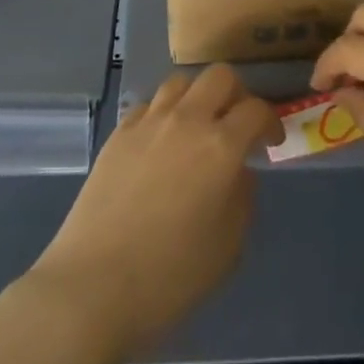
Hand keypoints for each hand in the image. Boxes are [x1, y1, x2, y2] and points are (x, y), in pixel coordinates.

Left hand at [28, 65, 276, 359]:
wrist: (93, 286)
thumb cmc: (170, 277)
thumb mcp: (228, 248)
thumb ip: (242, 199)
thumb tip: (238, 173)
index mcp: (221, 147)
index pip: (256, 110)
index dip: (270, 121)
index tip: (270, 141)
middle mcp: (187, 121)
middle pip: (220, 76)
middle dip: (236, 94)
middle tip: (236, 124)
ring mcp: (149, 122)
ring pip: (181, 82)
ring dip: (197, 97)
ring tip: (197, 126)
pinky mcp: (119, 132)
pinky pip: (149, 105)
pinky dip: (163, 114)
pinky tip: (160, 142)